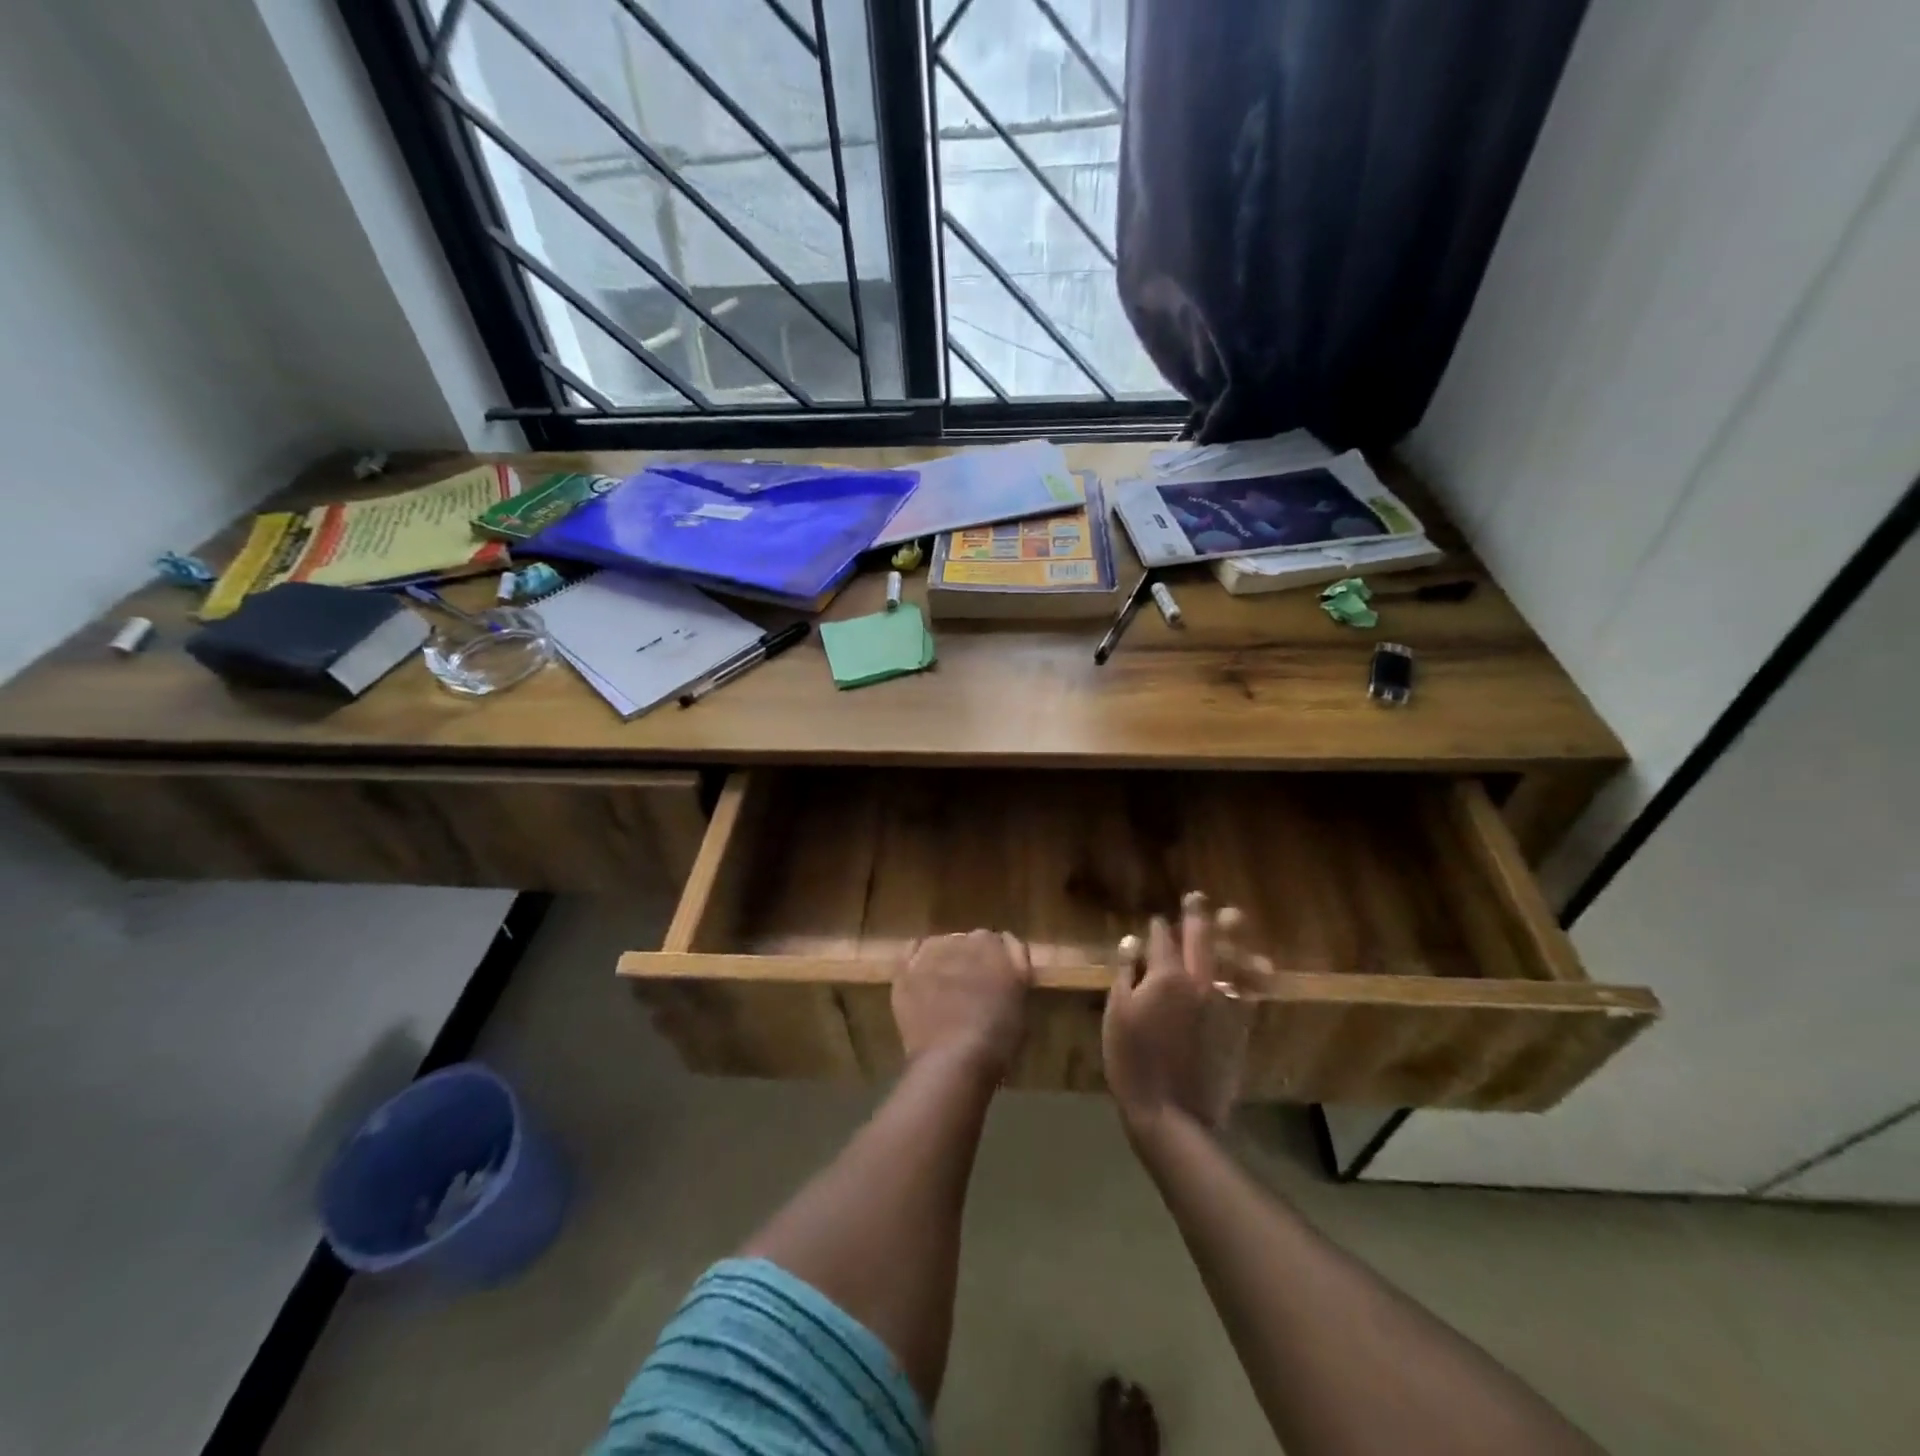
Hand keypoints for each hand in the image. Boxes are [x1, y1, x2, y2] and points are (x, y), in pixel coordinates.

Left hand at [894, 930, 1032, 1080]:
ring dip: (946, 958)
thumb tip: (1008, 967)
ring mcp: (933, 951)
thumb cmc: (997, 1040)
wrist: (953, 1059)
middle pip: (972, 941)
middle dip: (974, 959)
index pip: (1004, 943)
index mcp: (998, 948)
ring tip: (944, 985)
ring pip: (942, 944)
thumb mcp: (1022, 1005)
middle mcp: (965, 940)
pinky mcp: (906, 968)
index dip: (1002, 961)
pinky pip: (912, 951)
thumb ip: (1015, 975)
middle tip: (974, 986)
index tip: (1001, 979)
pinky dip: (917, 959)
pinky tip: (921, 976)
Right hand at [1103, 893, 1271, 1133]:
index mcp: (1166, 976)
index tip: (1156, 922)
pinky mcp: (1239, 1027)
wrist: (1173, 1113)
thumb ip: (1126, 973)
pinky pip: (1247, 990)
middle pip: (1200, 940)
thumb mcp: (1117, 1013)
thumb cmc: (1132, 1061)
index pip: (1162, 940)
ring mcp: (1224, 1004)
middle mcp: (1200, 982)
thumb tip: (1132, 941)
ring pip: (1230, 959)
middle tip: (1197, 897)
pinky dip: (1249, 973)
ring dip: (1230, 935)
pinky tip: (1253, 964)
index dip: (1157, 928)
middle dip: (1196, 916)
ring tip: (1232, 916)